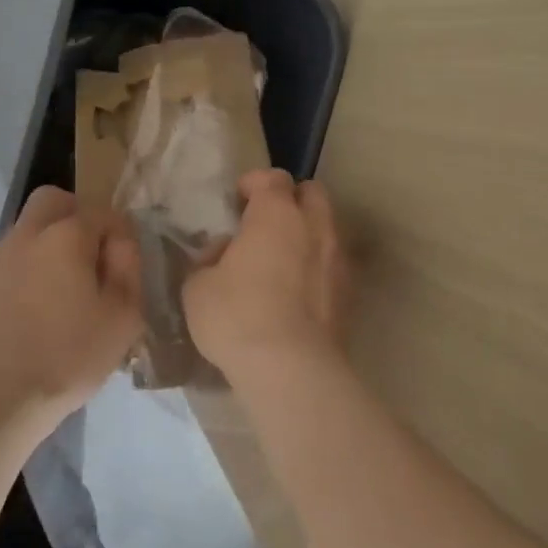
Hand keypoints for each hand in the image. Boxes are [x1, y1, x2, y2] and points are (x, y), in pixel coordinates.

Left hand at [0, 186, 142, 436]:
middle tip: (91, 259)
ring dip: (49, 244)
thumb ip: (128, 266)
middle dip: (77, 217)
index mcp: (65, 235)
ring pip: (28, 230)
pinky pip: (10, 260)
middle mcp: (26, 234)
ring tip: (63, 291)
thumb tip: (120, 241)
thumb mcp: (123, 316)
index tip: (124, 268)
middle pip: (53, 201)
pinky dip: (27, 270)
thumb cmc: (68, 357)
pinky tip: (34, 310)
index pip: (103, 213)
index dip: (120, 235)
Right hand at [183, 170, 349, 393]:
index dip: (253, 184)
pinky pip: (333, 264)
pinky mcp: (349, 294)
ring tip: (282, 259)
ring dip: (307, 234)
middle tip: (265, 223)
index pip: (272, 178)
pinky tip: (297, 291)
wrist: (290, 369)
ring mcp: (338, 260)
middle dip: (291, 200)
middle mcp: (314, 227)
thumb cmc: (236, 316)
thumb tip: (222, 254)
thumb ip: (209, 260)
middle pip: (312, 193)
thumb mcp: (198, 286)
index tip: (237, 201)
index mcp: (276, 214)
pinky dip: (317, 267)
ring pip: (327, 228)